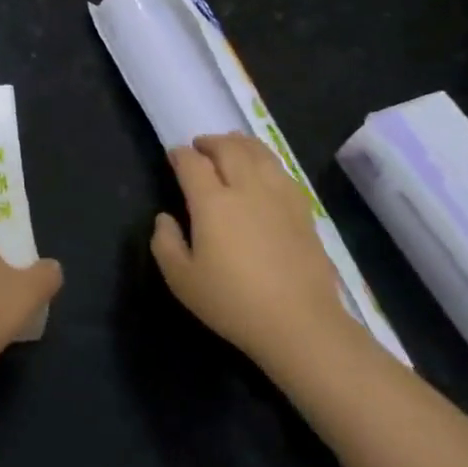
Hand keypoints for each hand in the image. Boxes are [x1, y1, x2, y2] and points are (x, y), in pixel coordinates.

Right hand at [150, 133, 366, 383]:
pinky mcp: (303, 210)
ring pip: (258, 153)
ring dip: (240, 143)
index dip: (180, 154)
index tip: (174, 156)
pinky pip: (281, 170)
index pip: (192, 163)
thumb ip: (165, 244)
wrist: (300, 324)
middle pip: (228, 148)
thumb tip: (164, 218)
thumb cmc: (234, 303)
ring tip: (231, 146)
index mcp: (212, 202)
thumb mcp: (182, 281)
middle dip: (210, 142)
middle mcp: (245, 188)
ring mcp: (278, 196)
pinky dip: (266, 160)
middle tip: (200, 147)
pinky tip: (263, 169)